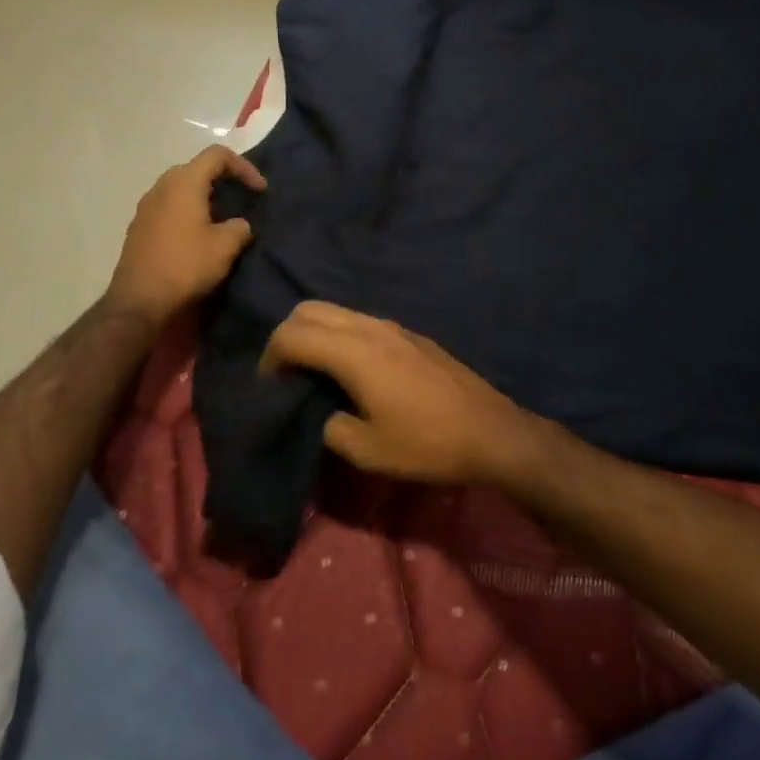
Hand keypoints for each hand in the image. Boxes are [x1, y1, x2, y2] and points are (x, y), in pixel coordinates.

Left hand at [106, 145, 264, 324]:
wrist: (138, 302)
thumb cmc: (185, 266)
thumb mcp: (225, 247)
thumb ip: (239, 227)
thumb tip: (238, 225)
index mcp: (184, 183)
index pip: (217, 155)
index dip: (244, 167)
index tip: (260, 190)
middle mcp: (161, 187)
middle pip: (197, 168)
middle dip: (224, 180)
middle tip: (242, 199)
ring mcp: (146, 207)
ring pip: (181, 189)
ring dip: (205, 197)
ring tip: (223, 219)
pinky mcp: (139, 227)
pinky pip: (169, 207)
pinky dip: (188, 212)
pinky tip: (198, 236)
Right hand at [261, 302, 536, 485]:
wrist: (490, 432)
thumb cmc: (427, 444)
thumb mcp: (368, 451)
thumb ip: (330, 427)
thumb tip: (320, 412)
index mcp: (354, 353)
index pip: (292, 334)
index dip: (269, 357)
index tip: (268, 387)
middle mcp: (370, 328)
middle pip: (309, 309)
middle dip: (286, 335)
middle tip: (284, 373)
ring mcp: (393, 326)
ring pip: (337, 310)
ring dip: (315, 331)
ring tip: (313, 370)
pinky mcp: (410, 334)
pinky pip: (360, 320)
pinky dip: (340, 333)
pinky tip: (349, 368)